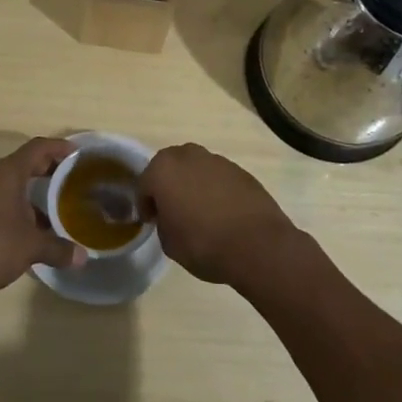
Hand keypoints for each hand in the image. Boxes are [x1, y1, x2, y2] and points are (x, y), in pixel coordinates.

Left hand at [0, 138, 84, 296]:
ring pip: (10, 183)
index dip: (59, 147)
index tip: (77, 154)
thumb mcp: (31, 247)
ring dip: (31, 192)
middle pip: (24, 163)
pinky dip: (15, 205)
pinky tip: (26, 228)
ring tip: (52, 208)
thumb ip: (58, 249)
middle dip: (48, 170)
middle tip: (70, 180)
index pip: (38, 148)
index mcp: (8, 172)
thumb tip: (82, 257)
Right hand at [139, 143, 300, 285]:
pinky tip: (221, 211)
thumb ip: (163, 222)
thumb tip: (171, 216)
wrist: (257, 245)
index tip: (150, 221)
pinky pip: (217, 177)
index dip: (145, 204)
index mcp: (163, 169)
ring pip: (195, 169)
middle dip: (167, 185)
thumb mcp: (169, 243)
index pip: (144, 184)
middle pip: (169, 167)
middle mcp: (188, 156)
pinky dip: (214, 189)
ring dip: (192, 184)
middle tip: (171, 210)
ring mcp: (216, 160)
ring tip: (199, 211)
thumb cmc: (203, 244)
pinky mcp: (240, 170)